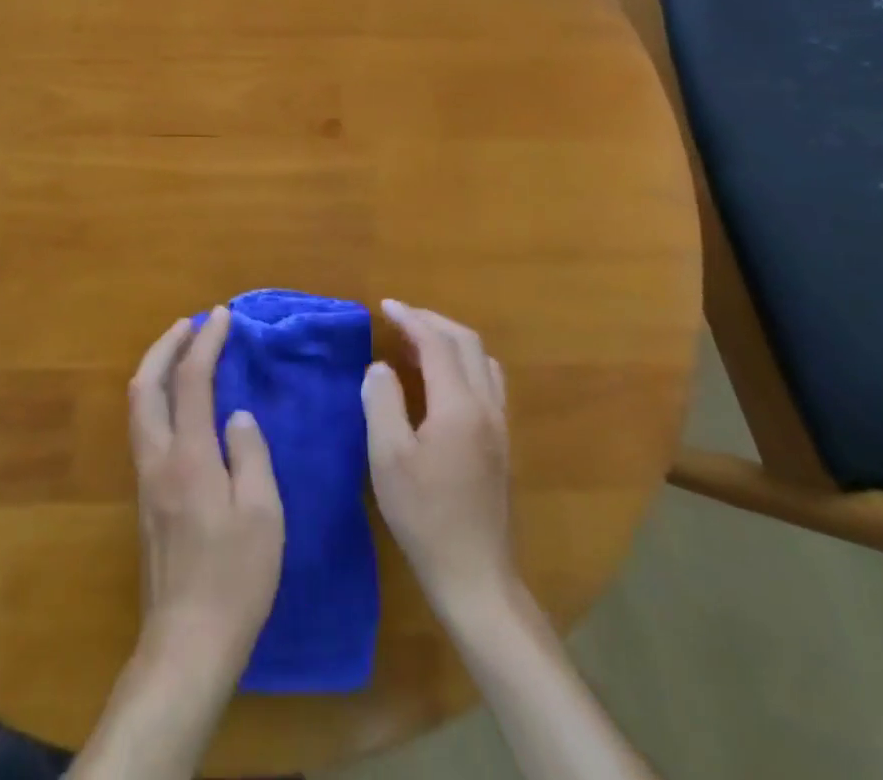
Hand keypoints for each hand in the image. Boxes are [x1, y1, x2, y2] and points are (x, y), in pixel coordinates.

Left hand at [71, 310, 284, 779]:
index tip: (222, 316)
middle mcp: (157, 458)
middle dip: (166, 346)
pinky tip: (178, 403)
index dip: (206, 342)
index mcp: (189, 457)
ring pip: (138, 406)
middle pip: (146, 385)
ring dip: (157, 369)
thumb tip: (237, 416)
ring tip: (182, 352)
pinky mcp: (145, 499)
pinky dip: (157, 397)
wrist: (186, 643)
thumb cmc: (234, 579)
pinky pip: (144, 427)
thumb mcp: (263, 515)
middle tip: (191, 324)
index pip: (191, 381)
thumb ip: (250, 455)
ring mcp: (145, 479)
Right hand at [362, 300, 514, 620]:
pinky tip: (440, 379)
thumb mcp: (388, 458)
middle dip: (433, 322)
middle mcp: (487, 407)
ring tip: (419, 342)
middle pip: (467, 344)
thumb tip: (380, 367)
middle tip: (400, 318)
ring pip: (483, 361)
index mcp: (459, 406)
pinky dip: (462, 363)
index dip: (411, 319)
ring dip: (451, 341)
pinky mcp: (501, 444)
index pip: (438, 343)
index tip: (386, 306)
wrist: (475, 576)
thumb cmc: (425, 516)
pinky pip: (487, 381)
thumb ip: (382, 401)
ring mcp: (500, 426)